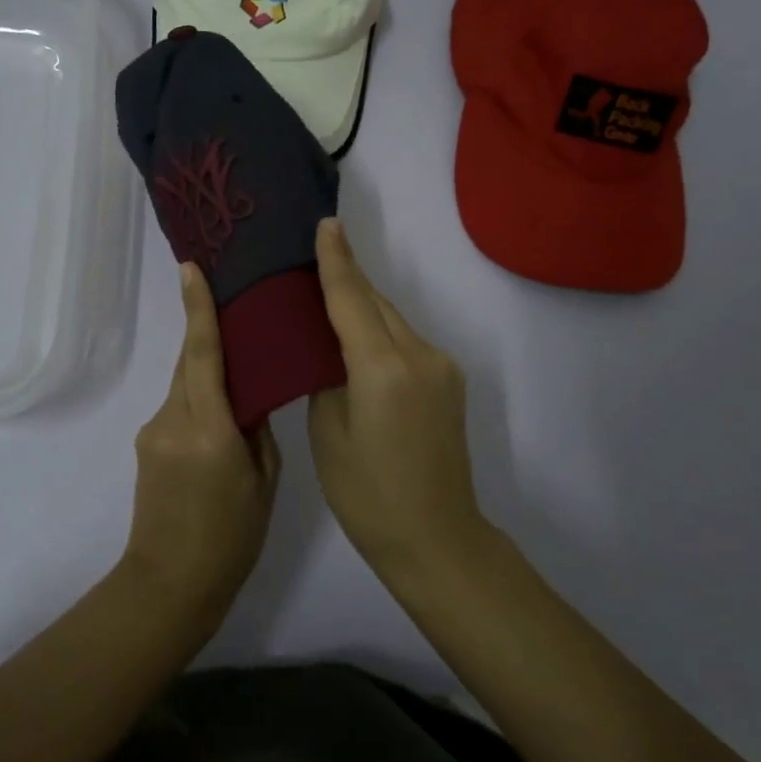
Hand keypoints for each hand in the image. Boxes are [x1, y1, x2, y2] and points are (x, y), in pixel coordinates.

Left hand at [125, 262, 280, 620]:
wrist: (170, 584)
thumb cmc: (231, 538)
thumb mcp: (263, 481)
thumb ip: (256, 429)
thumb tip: (249, 395)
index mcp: (207, 430)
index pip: (201, 354)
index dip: (197, 309)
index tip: (190, 269)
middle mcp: (172, 421)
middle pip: (189, 363)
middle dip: (207, 334)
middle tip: (235, 309)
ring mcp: (152, 433)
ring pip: (183, 386)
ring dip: (206, 375)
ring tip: (239, 375)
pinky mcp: (145, 446)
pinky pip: (176, 408)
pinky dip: (197, 401)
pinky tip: (218, 420)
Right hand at [308, 219, 484, 571]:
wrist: (436, 538)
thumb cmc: (367, 494)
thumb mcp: (328, 432)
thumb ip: (326, 375)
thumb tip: (326, 345)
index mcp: (382, 368)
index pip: (352, 299)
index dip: (336, 261)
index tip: (326, 223)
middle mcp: (419, 355)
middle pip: (376, 303)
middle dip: (347, 279)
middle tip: (311, 258)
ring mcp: (441, 367)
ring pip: (393, 320)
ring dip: (363, 306)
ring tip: (328, 297)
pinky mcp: (449, 381)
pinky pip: (406, 341)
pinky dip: (380, 332)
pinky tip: (358, 340)